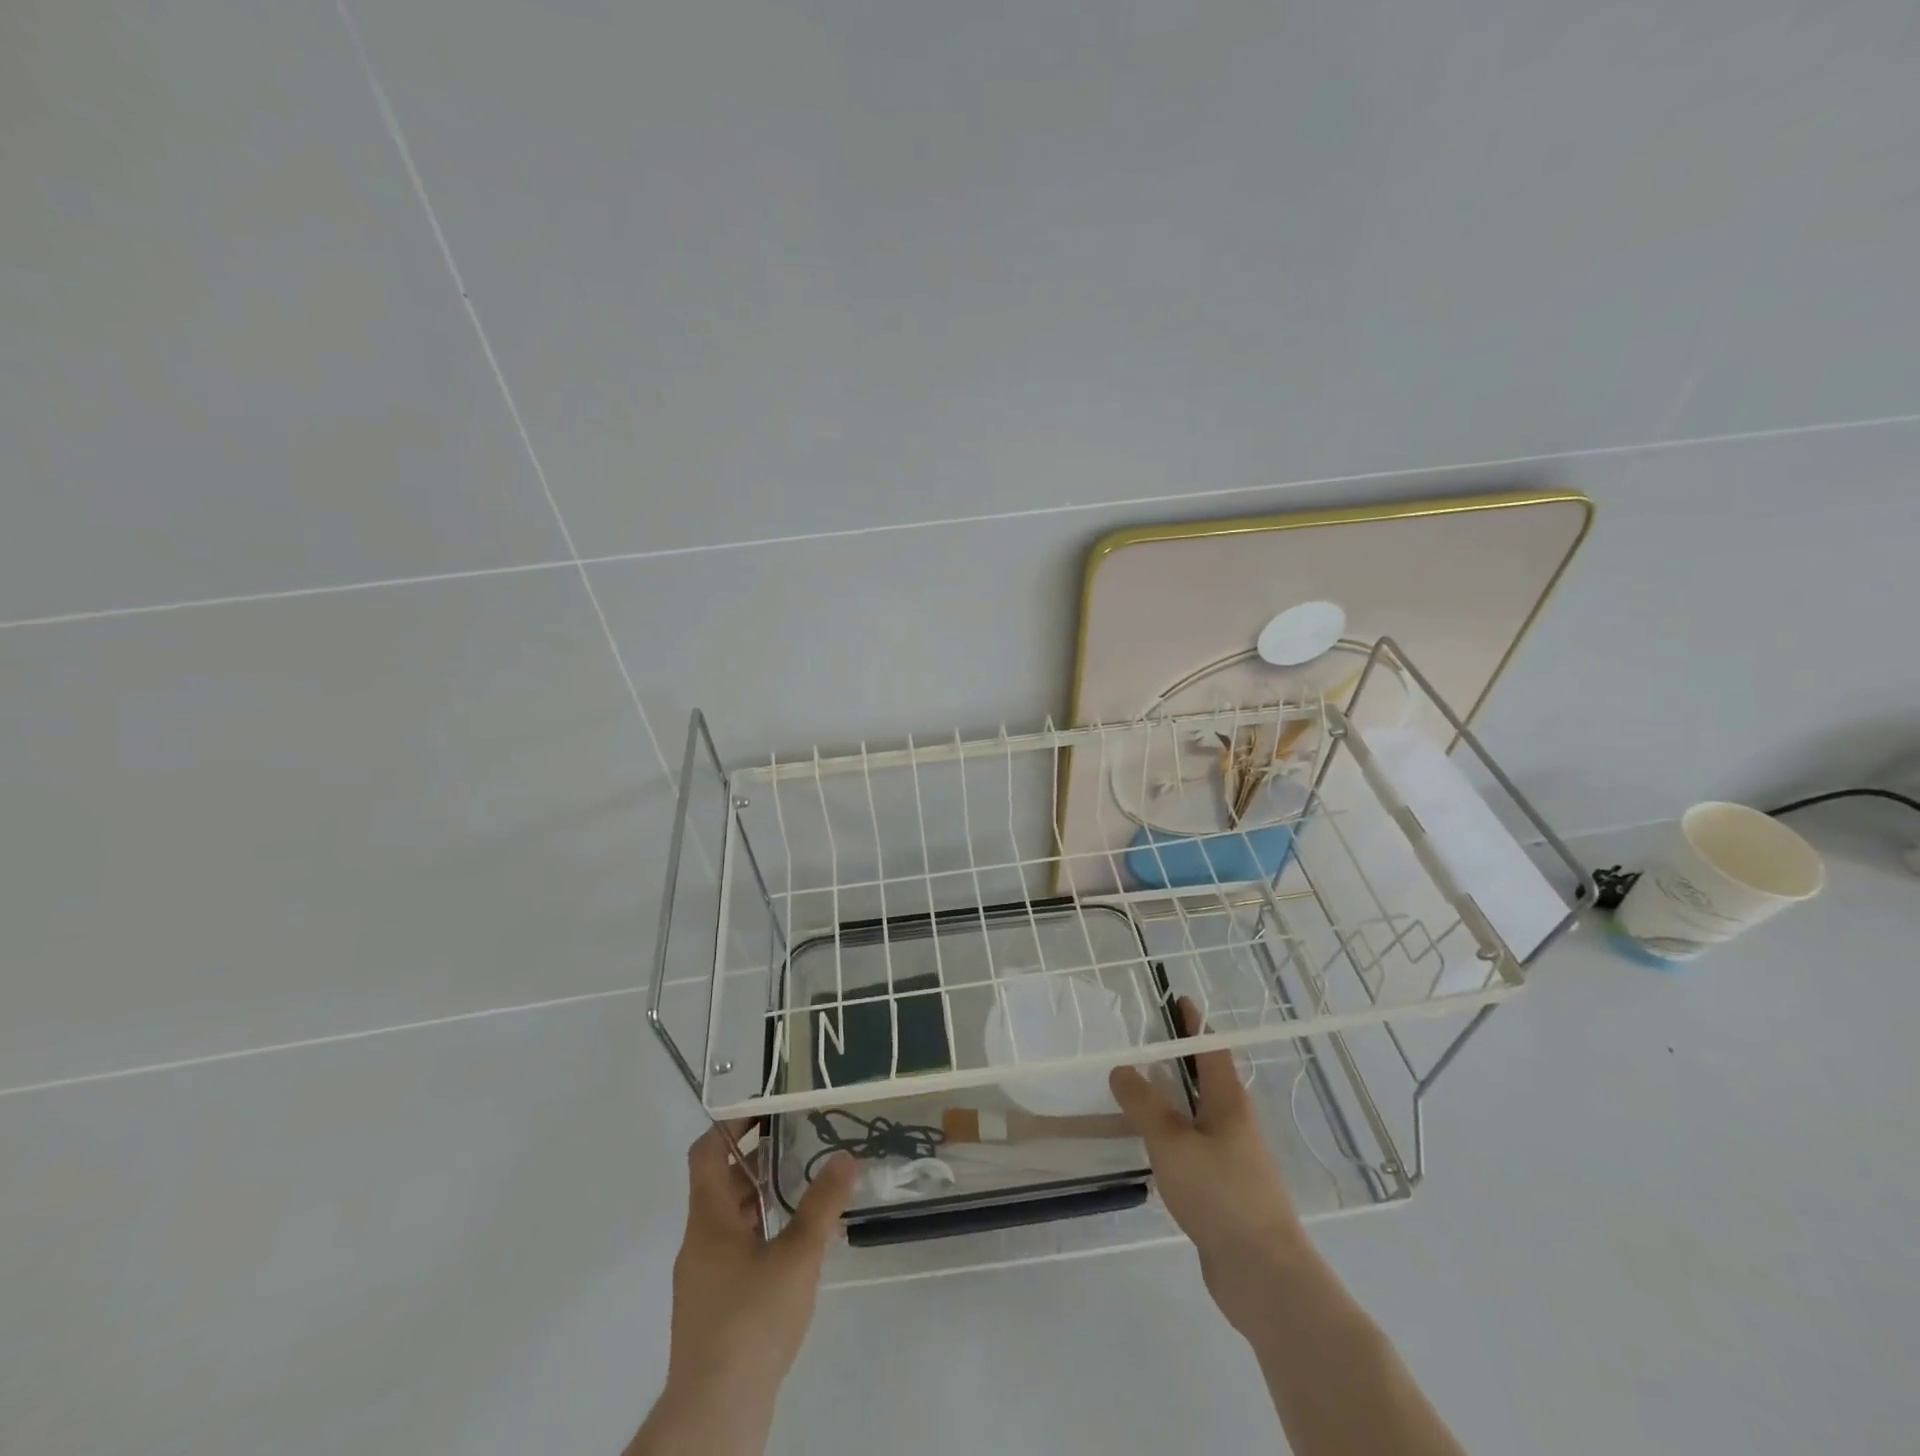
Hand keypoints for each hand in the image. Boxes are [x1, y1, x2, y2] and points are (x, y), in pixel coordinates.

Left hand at [638, 1123, 856, 1452]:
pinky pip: (734, 1250)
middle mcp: (699, 1241)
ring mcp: (703, 1277)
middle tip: (796, 1138)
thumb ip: (822, 1205)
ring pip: (728, 1219)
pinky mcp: (713, 1306)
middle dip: (755, 1158)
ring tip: (801, 1182)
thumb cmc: (751, 1321)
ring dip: (759, 1195)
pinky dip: (759, 1231)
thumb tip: (845, 1157)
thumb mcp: (797, 1257)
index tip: (765, 1108)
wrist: (714, 1414)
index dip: (731, 1125)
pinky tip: (793, 1244)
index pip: (707, 1153)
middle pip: (720, 1183)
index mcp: (709, 1219)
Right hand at [1108, 998, 1305, 1337]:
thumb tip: (1121, 1068)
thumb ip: (1144, 1103)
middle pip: (1205, 1078)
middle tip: (1141, 1041)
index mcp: (1228, 1100)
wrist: (1264, 1274)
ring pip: (1197, 1114)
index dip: (1193, 1023)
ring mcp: (1231, 1157)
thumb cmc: (1221, 1193)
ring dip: (1171, 1097)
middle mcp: (1233, 1122)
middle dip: (1177, 1058)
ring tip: (1136, 1087)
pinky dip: (1171, 1134)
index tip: (1176, 999)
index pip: (1210, 1047)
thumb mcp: (1172, 1141)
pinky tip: (1149, 1144)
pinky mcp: (1223, 1189)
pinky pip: (1192, 1147)